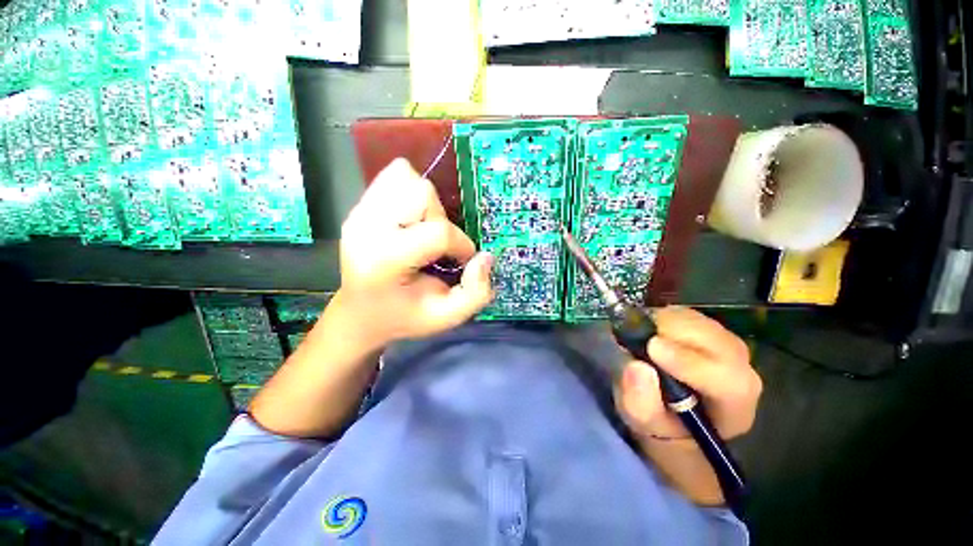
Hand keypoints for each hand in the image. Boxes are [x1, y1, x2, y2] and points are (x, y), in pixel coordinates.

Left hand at [334, 158, 493, 348]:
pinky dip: (410, 193)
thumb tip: (485, 256)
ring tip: (421, 232)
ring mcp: (359, 213)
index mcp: (385, 260)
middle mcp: (366, 229)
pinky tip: (409, 222)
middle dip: (440, 219)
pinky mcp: (358, 206)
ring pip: (407, 177)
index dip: (461, 244)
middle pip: (421, 192)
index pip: (437, 232)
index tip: (460, 260)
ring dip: (426, 205)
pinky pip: (393, 177)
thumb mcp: (446, 317)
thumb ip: (476, 292)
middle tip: (435, 246)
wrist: (360, 313)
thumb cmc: (404, 316)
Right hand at [615, 306, 761, 441]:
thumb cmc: (662, 421)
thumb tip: (638, 367)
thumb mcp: (643, 422)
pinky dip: (663, 316)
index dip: (690, 362)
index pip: (727, 379)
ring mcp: (725, 343)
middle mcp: (740, 368)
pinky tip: (648, 330)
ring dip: (665, 323)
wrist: (672, 410)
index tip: (652, 349)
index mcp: (733, 403)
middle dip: (674, 333)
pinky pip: (687, 313)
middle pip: (717, 341)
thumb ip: (641, 402)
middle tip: (638, 337)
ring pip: (700, 322)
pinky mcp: (706, 327)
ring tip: (640, 336)